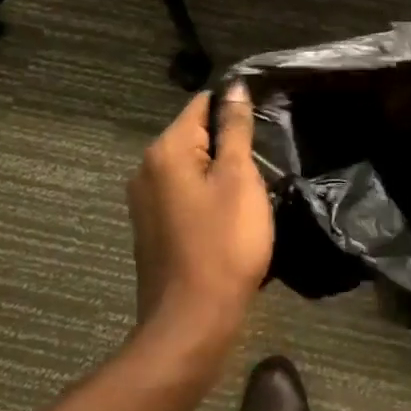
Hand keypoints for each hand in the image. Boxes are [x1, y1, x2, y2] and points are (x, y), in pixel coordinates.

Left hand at [127, 86, 272, 353]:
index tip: (265, 124)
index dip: (235, 108)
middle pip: (195, 134)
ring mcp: (145, 201)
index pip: (202, 104)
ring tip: (253, 189)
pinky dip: (208, 195)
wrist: (191, 324)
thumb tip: (233, 87)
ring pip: (191, 166)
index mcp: (166, 150)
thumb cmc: (223, 244)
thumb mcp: (239, 179)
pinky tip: (231, 216)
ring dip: (221, 171)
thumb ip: (236, 128)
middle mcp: (146, 168)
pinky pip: (184, 193)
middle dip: (229, 142)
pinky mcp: (152, 228)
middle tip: (265, 161)